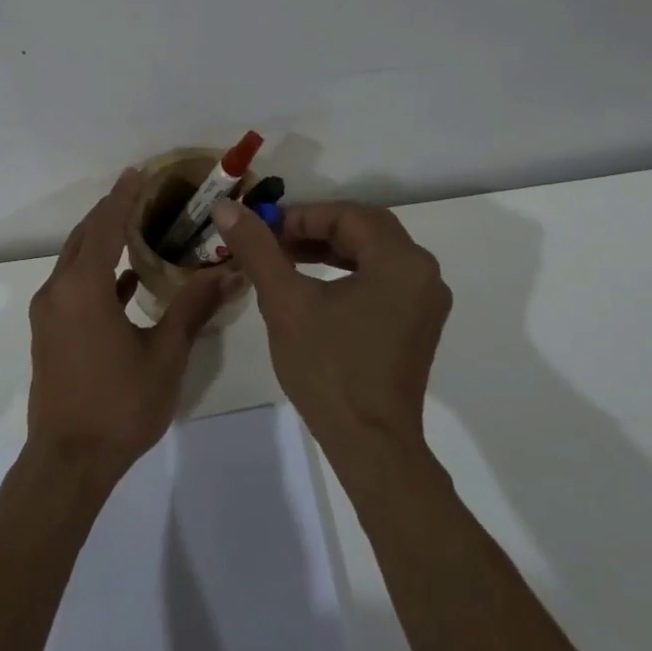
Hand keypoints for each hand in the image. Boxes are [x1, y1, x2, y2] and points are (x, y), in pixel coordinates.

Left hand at [27, 169, 233, 480]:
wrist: (68, 461)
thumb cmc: (119, 405)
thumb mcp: (165, 355)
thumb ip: (192, 308)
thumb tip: (227, 272)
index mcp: (83, 288)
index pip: (105, 226)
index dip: (123, 197)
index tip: (139, 172)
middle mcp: (58, 291)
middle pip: (84, 237)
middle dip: (110, 212)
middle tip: (143, 193)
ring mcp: (49, 313)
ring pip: (75, 261)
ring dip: (101, 241)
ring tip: (137, 228)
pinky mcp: (49, 333)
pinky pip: (73, 286)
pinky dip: (96, 273)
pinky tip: (126, 280)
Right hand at [211, 200, 450, 455]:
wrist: (369, 443)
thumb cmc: (329, 368)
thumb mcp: (285, 302)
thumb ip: (257, 249)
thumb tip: (227, 207)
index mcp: (401, 261)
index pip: (347, 215)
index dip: (300, 216)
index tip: (262, 229)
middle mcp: (423, 273)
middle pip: (364, 230)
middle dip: (314, 229)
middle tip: (271, 241)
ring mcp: (424, 301)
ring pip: (373, 254)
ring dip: (328, 250)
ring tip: (284, 260)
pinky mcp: (416, 324)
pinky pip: (381, 280)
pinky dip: (346, 273)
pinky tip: (313, 286)